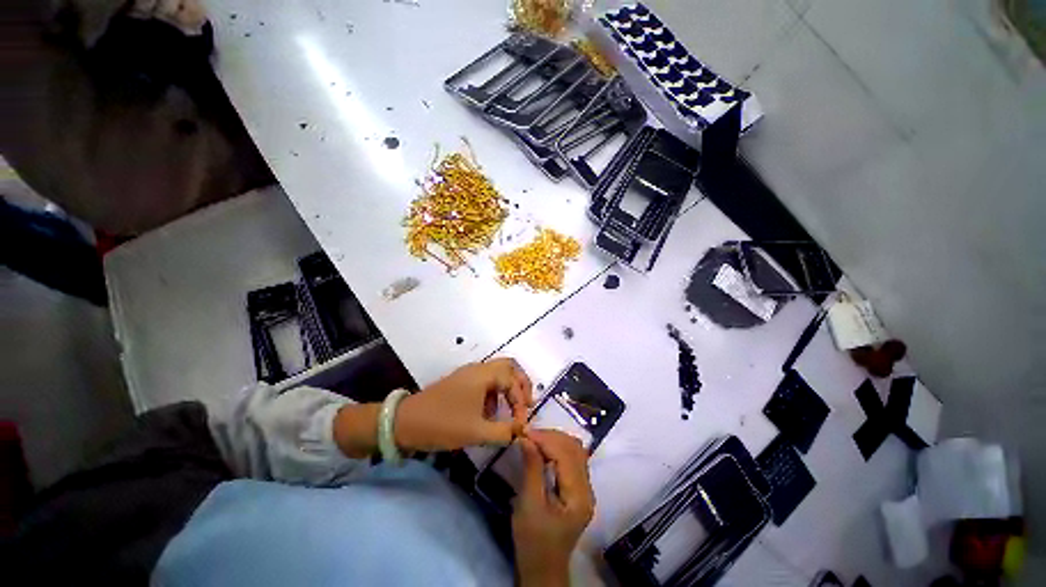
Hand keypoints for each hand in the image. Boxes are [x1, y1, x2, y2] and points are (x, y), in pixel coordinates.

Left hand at [395, 357, 532, 451]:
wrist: (405, 422)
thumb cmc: (443, 424)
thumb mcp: (476, 432)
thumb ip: (504, 432)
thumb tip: (522, 431)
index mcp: (484, 375)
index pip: (513, 382)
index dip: (522, 402)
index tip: (521, 424)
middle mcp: (478, 368)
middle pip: (509, 367)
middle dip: (520, 384)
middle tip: (525, 403)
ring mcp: (468, 373)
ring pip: (497, 372)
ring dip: (507, 388)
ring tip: (508, 410)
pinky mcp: (461, 382)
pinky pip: (485, 380)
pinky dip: (494, 392)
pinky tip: (489, 412)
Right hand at [512, 430, 594, 586]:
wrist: (542, 569)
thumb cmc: (533, 542)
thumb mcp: (529, 505)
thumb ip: (531, 469)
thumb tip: (526, 438)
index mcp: (579, 496)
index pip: (566, 454)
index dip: (545, 439)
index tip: (524, 431)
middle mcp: (587, 488)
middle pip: (574, 448)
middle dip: (550, 436)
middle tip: (527, 434)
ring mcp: (585, 487)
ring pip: (574, 450)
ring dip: (554, 440)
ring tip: (533, 439)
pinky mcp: (577, 488)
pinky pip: (571, 458)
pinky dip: (556, 448)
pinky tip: (542, 449)